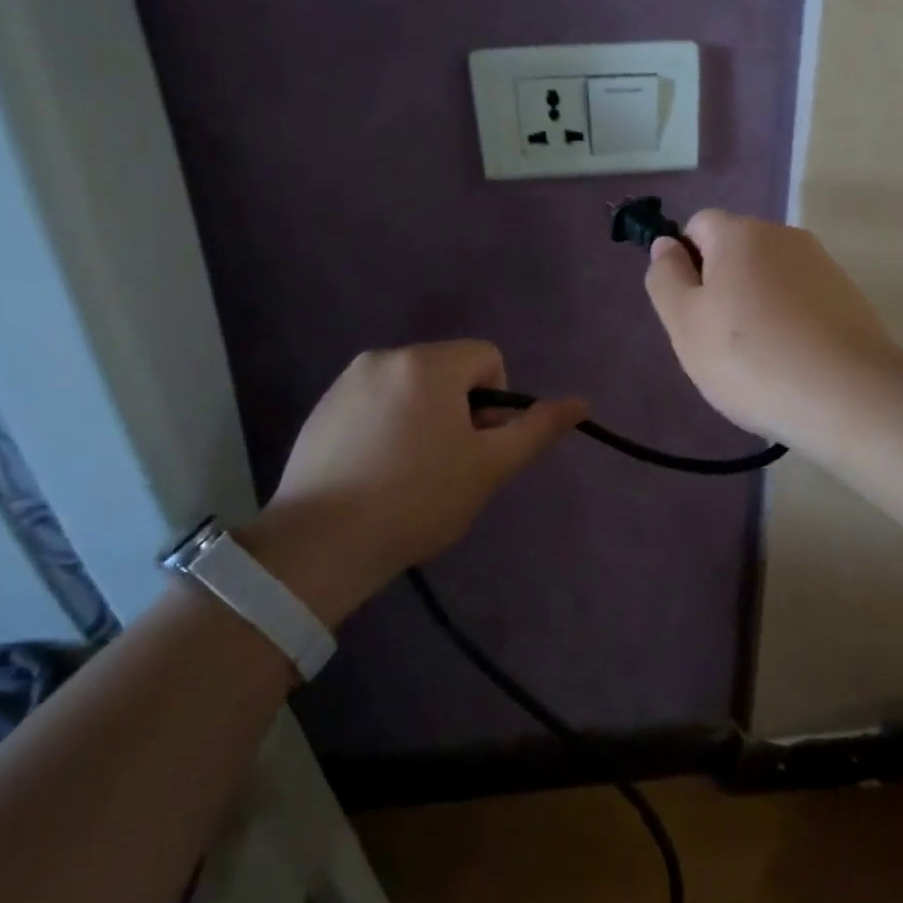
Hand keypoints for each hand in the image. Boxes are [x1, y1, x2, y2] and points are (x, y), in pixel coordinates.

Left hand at [241, 341, 585, 622]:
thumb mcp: (489, 467)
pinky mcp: (322, 409)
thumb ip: (536, 429)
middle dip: (460, 410)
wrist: (320, 546)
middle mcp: (385, 357)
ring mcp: (347, 381)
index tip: (477, 447)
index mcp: (428, 363)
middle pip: (449, 371)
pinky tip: (377, 473)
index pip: (488, 358)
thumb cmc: (417, 499)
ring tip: (410, 474)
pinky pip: (376, 402)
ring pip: (412, 388)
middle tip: (448, 466)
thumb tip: (582, 402)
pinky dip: (388, 426)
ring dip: (425, 418)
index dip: (495, 402)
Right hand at [644, 210, 901, 443]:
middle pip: (736, 252)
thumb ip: (666, 277)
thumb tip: (666, 245)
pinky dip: (789, 324)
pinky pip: (801, 302)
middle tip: (718, 342)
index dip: (685, 263)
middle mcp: (785, 236)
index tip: (691, 310)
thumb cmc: (750, 358)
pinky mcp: (849, 297)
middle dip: (721, 289)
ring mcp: (822, 266)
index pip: (698, 226)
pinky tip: (792, 363)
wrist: (848, 396)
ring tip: (759, 361)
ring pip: (769, 279)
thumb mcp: (685, 322)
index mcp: (741, 233)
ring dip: (755, 308)